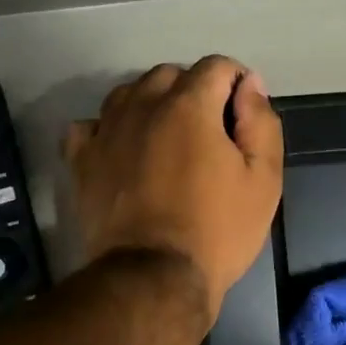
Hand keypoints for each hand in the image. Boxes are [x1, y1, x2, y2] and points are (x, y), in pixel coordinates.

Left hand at [62, 56, 283, 319]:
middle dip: (194, 91)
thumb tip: (249, 84)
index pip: (217, 67)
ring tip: (167, 140)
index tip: (243, 116)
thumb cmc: (218, 230)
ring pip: (129, 94)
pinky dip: (109, 129)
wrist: (153, 278)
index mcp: (189, 104)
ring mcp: (106, 130)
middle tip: (210, 133)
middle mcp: (142, 104)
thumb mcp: (263, 179)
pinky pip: (92, 125)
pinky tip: (122, 150)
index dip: (237, 84)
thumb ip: (261, 122)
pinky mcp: (81, 160)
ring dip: (152, 105)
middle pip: (170, 75)